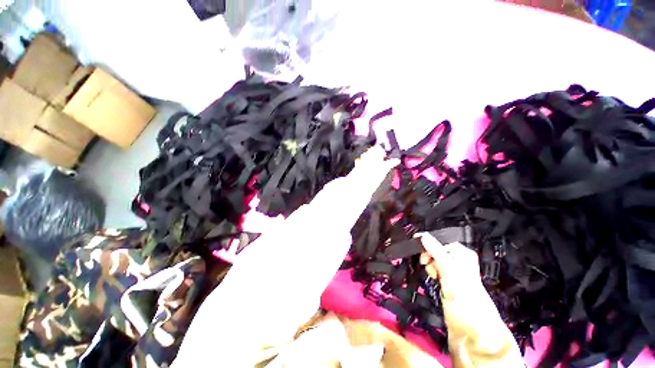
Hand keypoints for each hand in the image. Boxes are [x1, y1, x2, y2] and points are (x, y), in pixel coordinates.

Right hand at [417, 233, 483, 301]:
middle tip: (427, 263)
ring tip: (434, 274)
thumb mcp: (450, 271)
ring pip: (433, 260)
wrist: (471, 330)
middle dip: (429, 256)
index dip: (429, 243)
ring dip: (429, 266)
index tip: (419, 247)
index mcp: (463, 254)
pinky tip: (434, 278)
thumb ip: (436, 252)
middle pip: (435, 250)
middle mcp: (458, 261)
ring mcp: (451, 272)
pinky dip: (431, 273)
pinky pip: (434, 270)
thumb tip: (423, 236)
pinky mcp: (446, 282)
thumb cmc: (467, 300)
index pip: (441, 240)